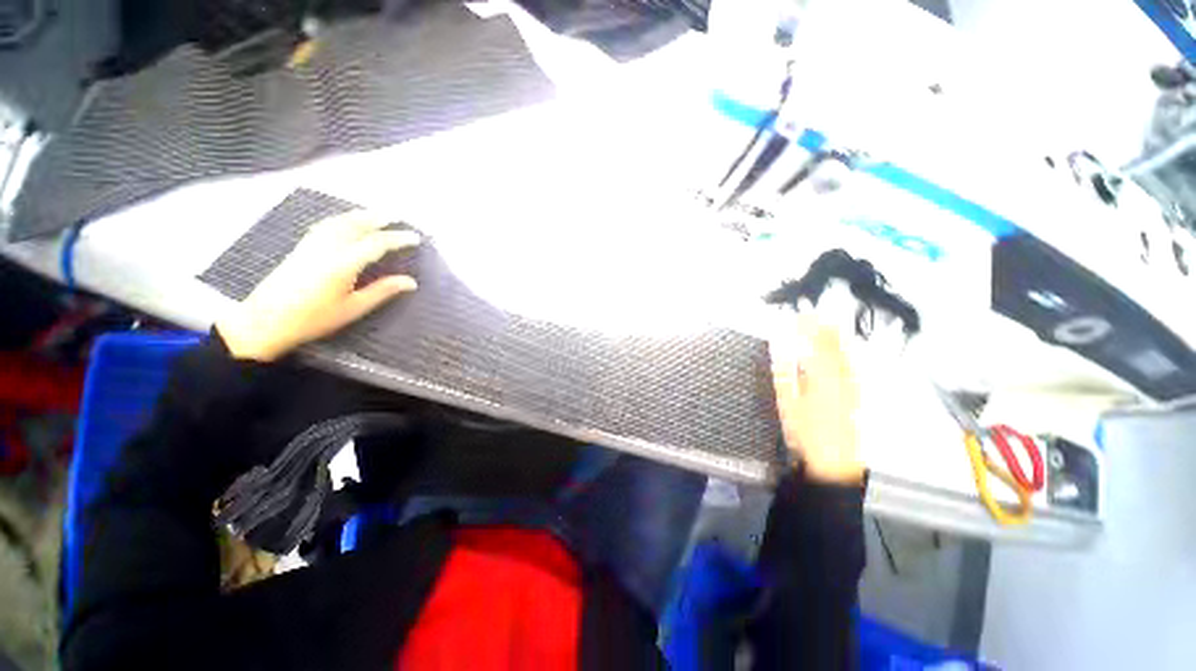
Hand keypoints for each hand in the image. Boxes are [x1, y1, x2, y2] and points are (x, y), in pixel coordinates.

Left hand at [216, 212, 419, 361]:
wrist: (265, 320)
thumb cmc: (314, 318)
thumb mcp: (354, 308)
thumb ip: (382, 291)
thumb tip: (411, 282)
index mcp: (343, 263)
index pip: (376, 243)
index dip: (398, 238)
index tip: (415, 238)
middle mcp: (327, 247)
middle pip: (356, 225)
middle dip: (378, 218)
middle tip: (396, 216)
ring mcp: (311, 245)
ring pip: (338, 222)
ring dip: (359, 215)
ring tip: (375, 214)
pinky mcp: (300, 247)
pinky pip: (325, 225)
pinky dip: (341, 219)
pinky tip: (344, 221)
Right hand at [769, 313, 863, 483]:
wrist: (834, 461)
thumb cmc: (806, 432)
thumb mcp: (788, 403)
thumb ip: (785, 375)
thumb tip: (782, 353)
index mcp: (821, 378)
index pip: (815, 345)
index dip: (808, 328)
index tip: (800, 315)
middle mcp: (841, 378)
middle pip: (835, 346)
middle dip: (824, 328)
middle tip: (814, 314)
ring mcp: (851, 387)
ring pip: (847, 355)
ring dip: (836, 338)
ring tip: (828, 325)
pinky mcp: (856, 396)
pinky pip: (852, 367)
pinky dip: (846, 354)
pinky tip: (842, 353)